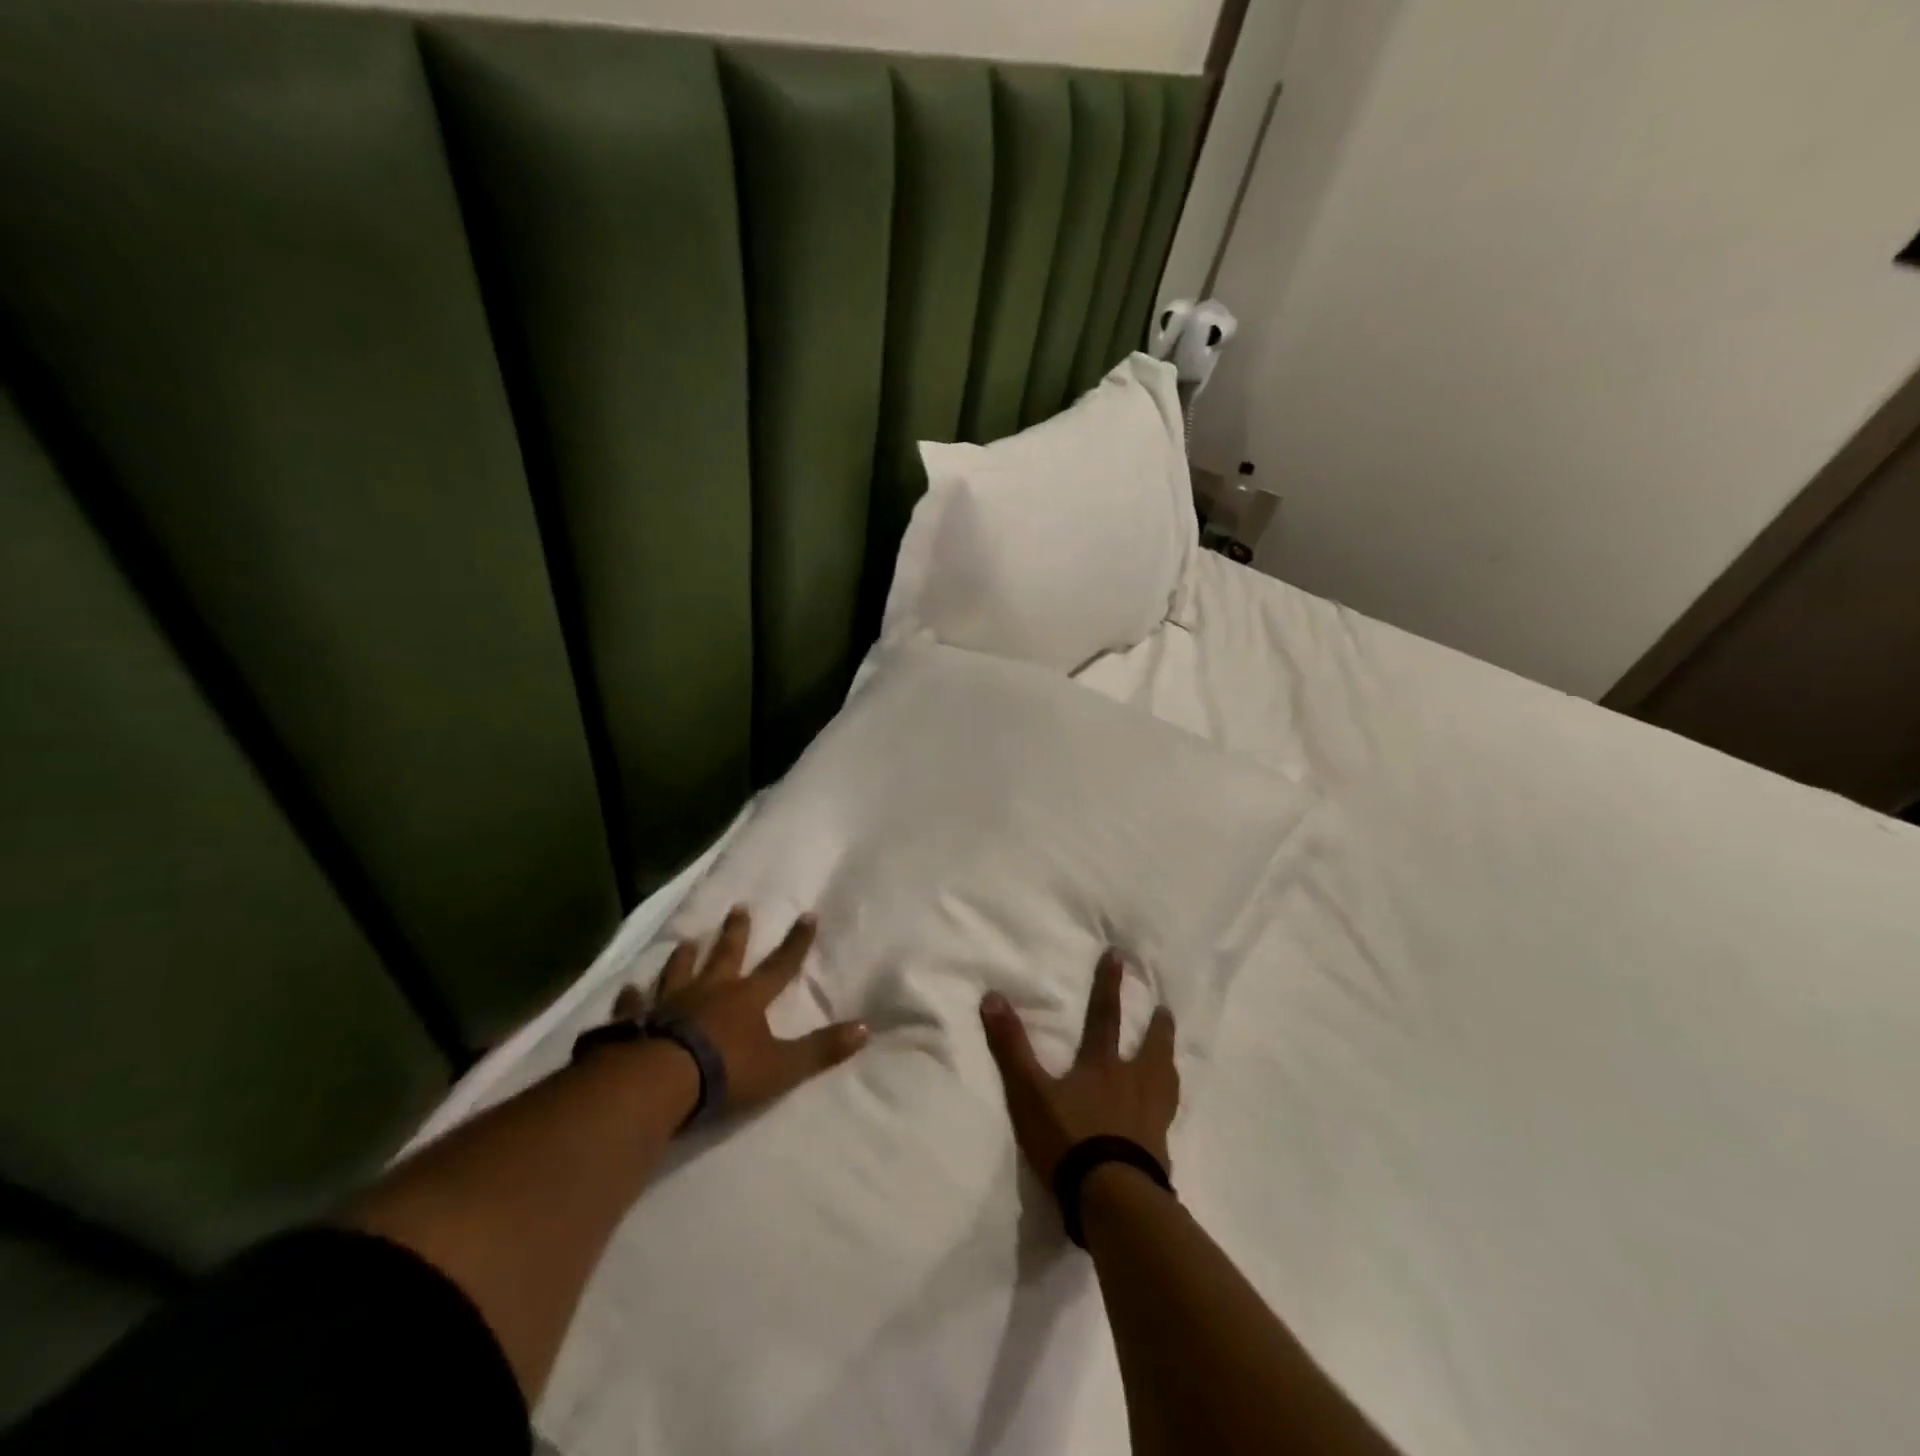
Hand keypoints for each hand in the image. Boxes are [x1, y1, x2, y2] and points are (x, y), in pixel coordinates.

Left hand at [611, 905, 868, 1116]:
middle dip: (736, 932)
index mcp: (747, 999)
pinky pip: (635, 1004)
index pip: (780, 965)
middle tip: (739, 908)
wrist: (659, 1082)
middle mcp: (710, 991)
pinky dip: (634, 996)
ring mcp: (670, 1003)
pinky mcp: (637, 1021)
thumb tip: (866, 1029)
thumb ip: (821, 1049)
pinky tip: (630, 987)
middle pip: (726, 955)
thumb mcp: (782, 1066)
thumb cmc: (725, 1071)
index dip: (796, 942)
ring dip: (686, 956)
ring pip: (680, 971)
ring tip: (688, 941)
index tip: (807, 914)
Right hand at [980, 949, 1179, 1184]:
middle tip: (1166, 1010)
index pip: (1105, 1016)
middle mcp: (1132, 1083)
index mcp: (1101, 1065)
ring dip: (1168, 1061)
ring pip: (1165, 1080)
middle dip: (1156, 1027)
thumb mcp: (1029, 1091)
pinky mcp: (1160, 1149)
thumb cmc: (1069, 1138)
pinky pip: (1168, 1117)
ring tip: (1172, 1056)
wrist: (1112, 1196)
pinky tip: (1168, 1112)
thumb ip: (1011, 1046)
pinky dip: (1168, 1105)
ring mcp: (1151, 1117)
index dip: (1109, 985)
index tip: (1119, 957)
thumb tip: (992, 996)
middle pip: (1150, 1048)